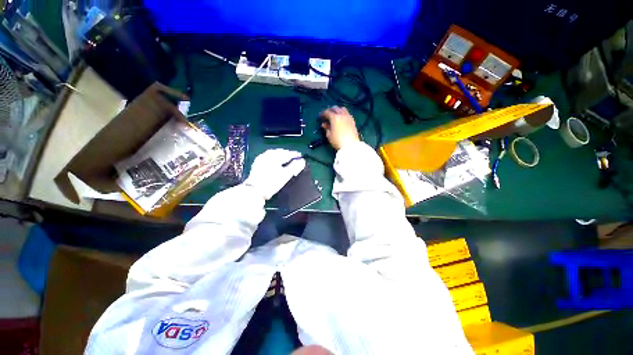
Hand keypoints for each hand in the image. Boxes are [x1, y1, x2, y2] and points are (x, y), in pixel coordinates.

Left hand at [244, 149, 305, 199]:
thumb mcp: (285, 175)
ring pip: (274, 155)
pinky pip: (269, 158)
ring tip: (287, 161)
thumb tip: (302, 161)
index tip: (301, 157)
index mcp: (274, 156)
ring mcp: (261, 159)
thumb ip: (295, 167)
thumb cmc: (271, 183)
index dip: (295, 155)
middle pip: (280, 152)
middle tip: (295, 159)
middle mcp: (266, 155)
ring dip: (281, 157)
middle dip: (288, 155)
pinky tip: (277, 163)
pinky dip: (275, 159)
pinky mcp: (257, 164)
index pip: (287, 153)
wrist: (254, 191)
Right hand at [320, 106, 359, 149]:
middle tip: (327, 115)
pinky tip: (341, 118)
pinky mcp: (353, 121)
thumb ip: (326, 128)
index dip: (323, 114)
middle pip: (335, 108)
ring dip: (337, 110)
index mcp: (335, 118)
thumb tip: (324, 124)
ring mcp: (348, 117)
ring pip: (342, 109)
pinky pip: (347, 113)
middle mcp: (342, 115)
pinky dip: (343, 113)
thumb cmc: (338, 141)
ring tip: (335, 115)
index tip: (320, 117)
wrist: (350, 145)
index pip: (327, 112)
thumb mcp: (329, 135)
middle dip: (330, 110)